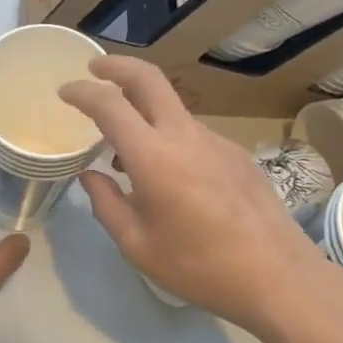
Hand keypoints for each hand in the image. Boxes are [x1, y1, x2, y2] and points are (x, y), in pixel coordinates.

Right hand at [60, 57, 333, 339]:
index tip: (65, 92)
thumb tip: (90, 175)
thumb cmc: (199, 266)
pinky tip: (169, 177)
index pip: (109, 104)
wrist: (278, 276)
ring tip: (125, 149)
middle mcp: (184, 135)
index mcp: (153, 156)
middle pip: (148, 78)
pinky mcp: (236, 153)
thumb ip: (106, 204)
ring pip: (171, 108)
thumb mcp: (137, 245)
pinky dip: (169, 138)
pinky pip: (192, 134)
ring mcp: (215, 140)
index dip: (82, 91)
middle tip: (95, 68)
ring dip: (143, 110)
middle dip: (116, 65)